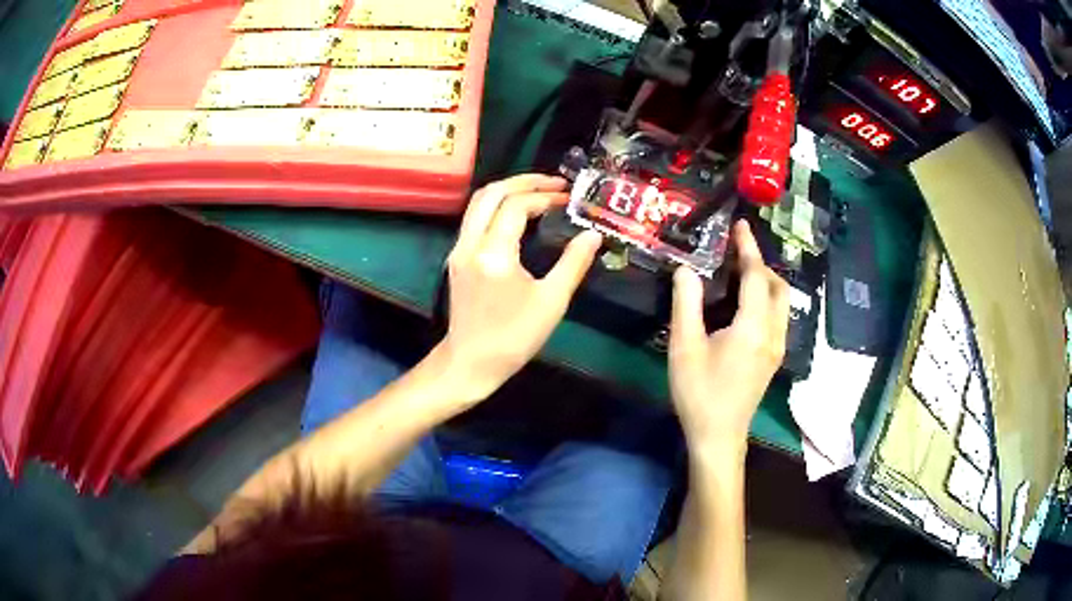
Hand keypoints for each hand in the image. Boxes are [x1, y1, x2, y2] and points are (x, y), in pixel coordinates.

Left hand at [439, 174, 602, 402]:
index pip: (517, 206)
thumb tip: (592, 234)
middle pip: (491, 193)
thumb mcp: (552, 302)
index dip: (545, 196)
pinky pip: (475, 218)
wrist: (471, 363)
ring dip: (507, 190)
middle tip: (554, 183)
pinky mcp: (456, 258)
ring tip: (538, 191)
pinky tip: (517, 213)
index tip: (569, 198)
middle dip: (524, 181)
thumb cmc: (515, 337)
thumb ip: (573, 263)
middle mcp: (470, 244)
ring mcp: (459, 249)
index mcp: (494, 254)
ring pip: (478, 202)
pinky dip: (496, 206)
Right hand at [669, 220, 789, 451]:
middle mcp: (773, 333)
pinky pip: (778, 316)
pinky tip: (744, 305)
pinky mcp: (774, 358)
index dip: (748, 247)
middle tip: (735, 252)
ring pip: (782, 302)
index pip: (756, 276)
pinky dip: (766, 299)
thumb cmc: (699, 393)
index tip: (740, 224)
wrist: (718, 437)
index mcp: (753, 327)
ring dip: (765, 281)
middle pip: (778, 286)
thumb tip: (686, 269)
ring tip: (738, 274)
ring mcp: (777, 347)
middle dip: (761, 263)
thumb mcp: (685, 347)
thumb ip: (686, 304)